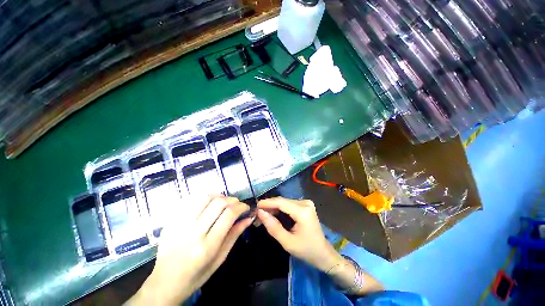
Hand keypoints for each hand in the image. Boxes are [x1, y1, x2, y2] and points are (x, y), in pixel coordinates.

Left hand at [128, 196, 251, 304]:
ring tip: (224, 203)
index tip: (246, 207)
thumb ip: (234, 235)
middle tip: (237, 205)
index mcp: (207, 246)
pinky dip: (205, 199)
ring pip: (205, 198)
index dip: (241, 207)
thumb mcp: (219, 259)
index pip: (229, 215)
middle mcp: (193, 232)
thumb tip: (249, 218)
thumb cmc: (196, 275)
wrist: (164, 283)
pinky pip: (192, 201)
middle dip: (232, 200)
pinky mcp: (171, 221)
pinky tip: (209, 205)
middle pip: (219, 203)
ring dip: (219, 197)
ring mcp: (180, 224)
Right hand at [257, 197, 342, 272]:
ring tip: (263, 215)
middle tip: (257, 214)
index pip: (281, 202)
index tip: (255, 206)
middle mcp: (305, 203)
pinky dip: (280, 209)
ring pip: (285, 202)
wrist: (323, 253)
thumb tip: (260, 213)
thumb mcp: (287, 242)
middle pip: (282, 201)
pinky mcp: (305, 205)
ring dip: (273, 208)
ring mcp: (306, 203)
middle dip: (269, 207)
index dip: (267, 203)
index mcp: (303, 212)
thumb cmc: (306, 250)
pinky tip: (273, 214)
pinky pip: (289, 204)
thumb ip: (273, 226)